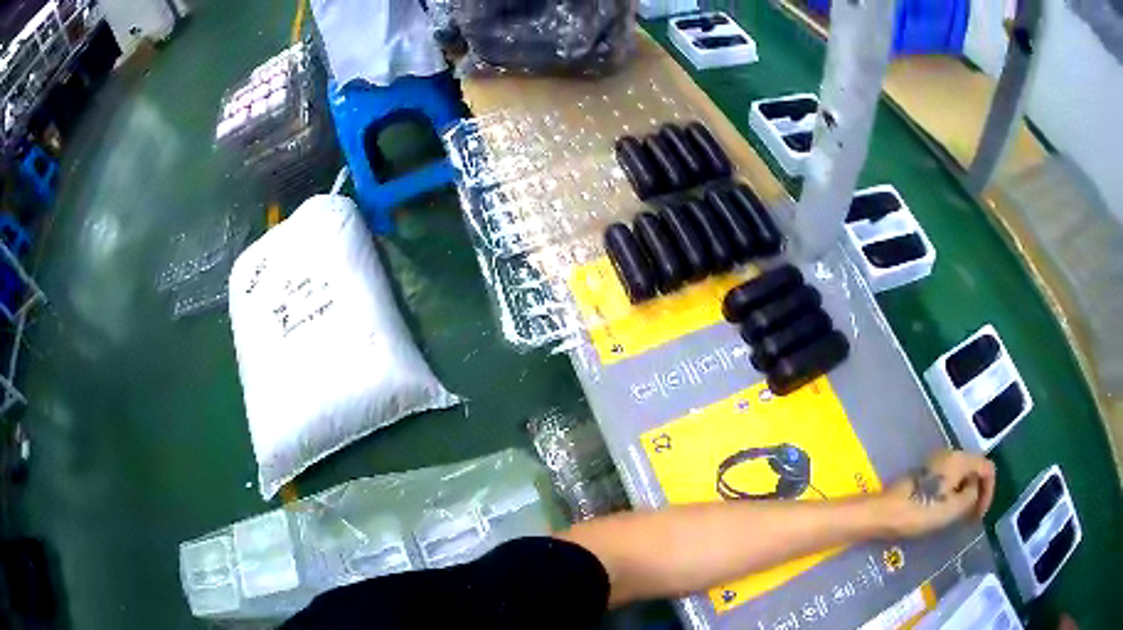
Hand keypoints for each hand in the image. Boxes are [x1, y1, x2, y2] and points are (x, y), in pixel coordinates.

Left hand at [876, 450, 995, 537]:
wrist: (885, 513)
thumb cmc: (921, 511)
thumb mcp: (954, 508)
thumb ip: (972, 495)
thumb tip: (974, 488)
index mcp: (960, 459)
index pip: (987, 468)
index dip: (989, 491)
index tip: (980, 516)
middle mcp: (950, 455)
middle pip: (975, 469)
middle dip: (978, 493)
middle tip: (972, 518)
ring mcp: (936, 463)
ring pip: (961, 476)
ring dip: (965, 495)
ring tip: (960, 517)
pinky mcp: (925, 474)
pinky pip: (948, 481)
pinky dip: (953, 494)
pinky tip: (946, 511)